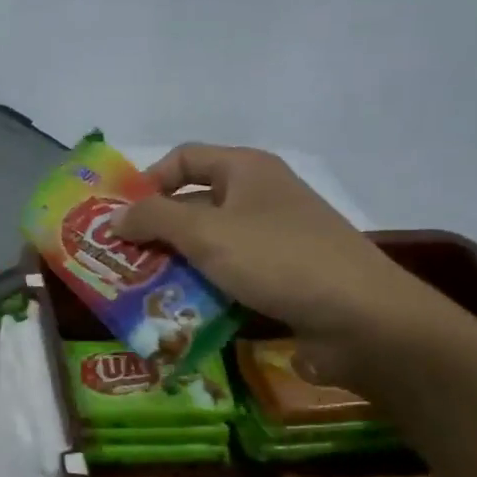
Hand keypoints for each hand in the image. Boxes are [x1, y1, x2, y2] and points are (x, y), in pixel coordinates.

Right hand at [111, 145, 456, 371]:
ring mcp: (273, 238)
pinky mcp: (282, 276)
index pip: (184, 158)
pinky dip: (203, 286)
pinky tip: (180, 310)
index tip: (120, 215)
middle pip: (193, 203)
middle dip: (155, 229)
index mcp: (247, 170)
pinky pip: (229, 273)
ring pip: (209, 243)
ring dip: (175, 263)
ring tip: (141, 289)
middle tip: (120, 259)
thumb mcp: (205, 234)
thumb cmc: (278, 260)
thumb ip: (153, 220)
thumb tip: (113, 218)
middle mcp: (260, 197)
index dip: (148, 180)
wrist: (362, 319)